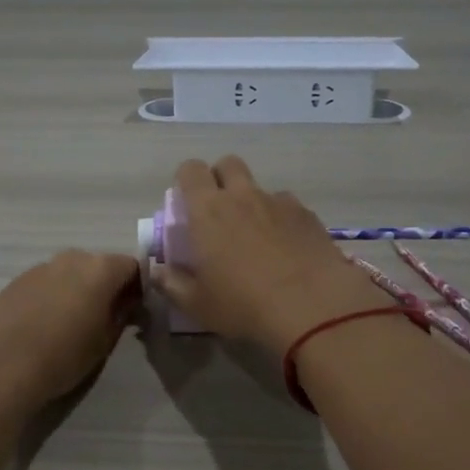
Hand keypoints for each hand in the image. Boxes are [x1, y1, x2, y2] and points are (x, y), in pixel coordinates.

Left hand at [0, 250, 142, 405]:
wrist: (0, 367)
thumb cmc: (63, 356)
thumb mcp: (104, 341)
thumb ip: (120, 315)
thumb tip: (127, 304)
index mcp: (100, 269)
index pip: (132, 266)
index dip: (138, 286)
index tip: (136, 309)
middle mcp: (71, 258)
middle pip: (100, 265)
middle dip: (107, 285)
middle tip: (107, 315)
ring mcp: (40, 267)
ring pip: (70, 272)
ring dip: (78, 289)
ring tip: (73, 321)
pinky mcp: (16, 281)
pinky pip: (46, 282)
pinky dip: (53, 295)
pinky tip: (45, 323)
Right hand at [153, 157, 392, 357]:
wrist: (312, 305)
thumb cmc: (244, 304)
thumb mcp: (198, 304)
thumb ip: (172, 285)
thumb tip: (157, 272)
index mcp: (208, 211)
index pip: (191, 170)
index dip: (186, 180)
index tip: (187, 203)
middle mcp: (242, 196)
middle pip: (228, 164)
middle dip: (221, 178)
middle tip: (220, 211)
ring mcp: (278, 202)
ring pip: (260, 187)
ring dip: (254, 202)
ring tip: (258, 237)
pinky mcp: (308, 215)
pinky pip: (289, 206)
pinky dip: (283, 220)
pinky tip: (288, 248)